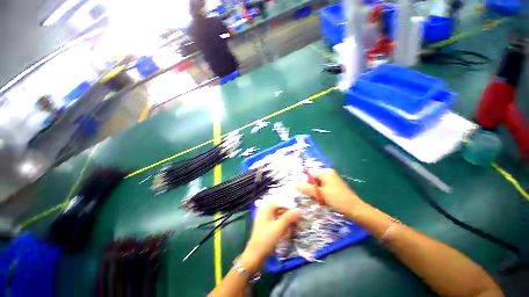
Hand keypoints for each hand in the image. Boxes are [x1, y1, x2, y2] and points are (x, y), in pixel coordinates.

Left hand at [242, 204, 299, 272]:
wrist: (255, 255)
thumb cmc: (266, 239)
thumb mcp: (279, 227)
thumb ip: (289, 217)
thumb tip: (299, 209)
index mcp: (266, 208)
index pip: (280, 201)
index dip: (289, 204)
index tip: (299, 209)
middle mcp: (266, 211)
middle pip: (280, 208)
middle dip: (289, 212)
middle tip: (299, 218)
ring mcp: (266, 219)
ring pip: (279, 215)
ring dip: (287, 219)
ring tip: (295, 224)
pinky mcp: (268, 226)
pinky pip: (277, 221)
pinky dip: (283, 224)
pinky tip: (288, 229)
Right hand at [295, 168, 366, 216]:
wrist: (355, 210)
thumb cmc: (337, 200)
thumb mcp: (319, 194)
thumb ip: (306, 187)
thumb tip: (293, 181)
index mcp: (325, 172)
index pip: (309, 173)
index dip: (305, 182)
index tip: (305, 192)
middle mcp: (328, 172)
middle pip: (312, 178)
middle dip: (311, 188)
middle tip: (313, 197)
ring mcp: (331, 179)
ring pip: (316, 183)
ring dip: (315, 191)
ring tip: (318, 199)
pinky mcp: (333, 185)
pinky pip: (321, 186)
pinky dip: (320, 192)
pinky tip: (323, 199)